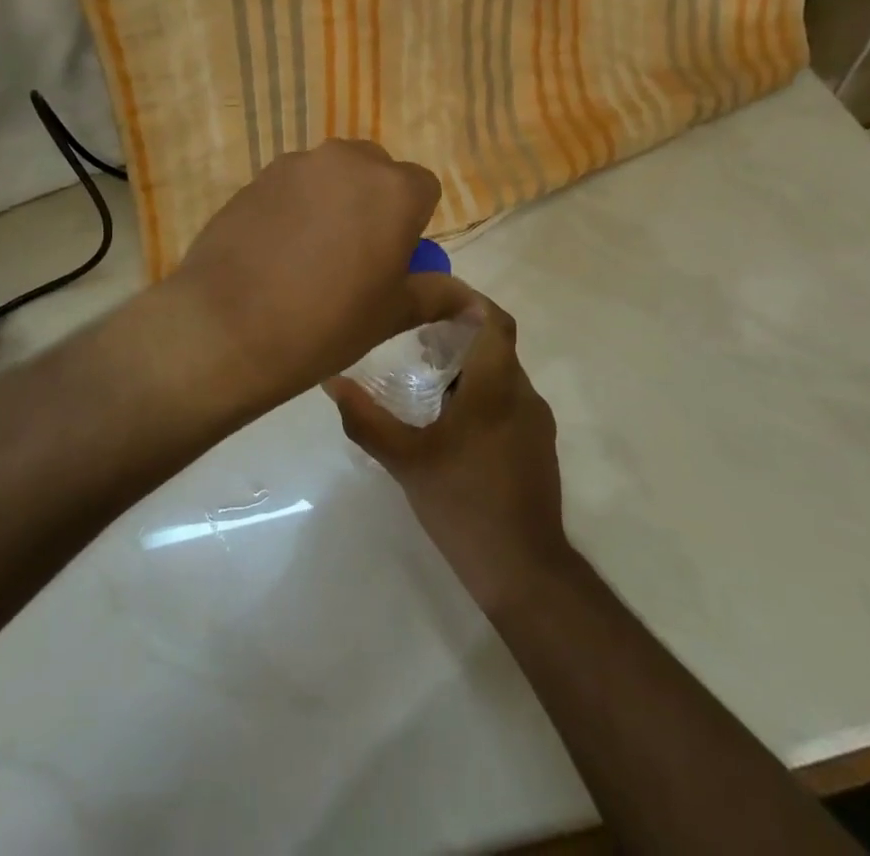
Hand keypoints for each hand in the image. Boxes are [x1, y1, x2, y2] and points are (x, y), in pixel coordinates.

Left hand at [170, 139, 450, 405]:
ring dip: (333, 200)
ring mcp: (297, 164)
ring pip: (332, 174)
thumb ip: (436, 296)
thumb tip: (474, 304)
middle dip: (374, 202)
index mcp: (394, 189)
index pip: (423, 187)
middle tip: (355, 255)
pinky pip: (292, 184)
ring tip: (310, 253)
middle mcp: (348, 161)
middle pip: (376, 171)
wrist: (227, 326)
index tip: (393, 258)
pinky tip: (276, 249)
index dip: (413, 222)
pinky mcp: (257, 176)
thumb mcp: (390, 314)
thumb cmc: (326, 323)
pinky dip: (295, 205)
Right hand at [326, 289, 570, 610]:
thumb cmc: (464, 504)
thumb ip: (366, 419)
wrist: (523, 570)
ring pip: (502, 374)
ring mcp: (536, 423)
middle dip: (457, 334)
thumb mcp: (405, 461)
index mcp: (497, 387)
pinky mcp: (537, 447)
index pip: (494, 320)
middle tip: (414, 337)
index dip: (467, 301)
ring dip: (468, 366)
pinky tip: (448, 420)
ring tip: (424, 376)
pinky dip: (481, 393)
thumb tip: (332, 382)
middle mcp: (523, 395)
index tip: (431, 298)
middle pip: (495, 345)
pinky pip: (508, 401)